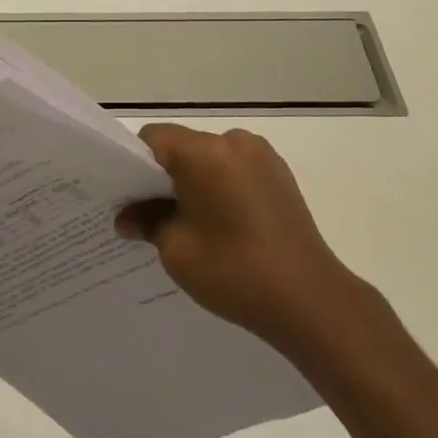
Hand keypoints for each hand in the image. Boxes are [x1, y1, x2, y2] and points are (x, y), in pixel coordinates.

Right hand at [116, 124, 360, 350]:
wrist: (310, 299)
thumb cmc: (234, 271)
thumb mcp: (177, 250)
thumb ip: (148, 222)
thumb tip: (127, 217)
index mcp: (204, 151)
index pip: (154, 138)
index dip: (136, 164)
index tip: (131, 198)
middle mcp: (233, 141)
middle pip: (184, 146)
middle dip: (166, 176)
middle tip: (155, 217)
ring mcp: (261, 155)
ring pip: (211, 158)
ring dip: (196, 182)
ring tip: (195, 226)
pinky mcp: (280, 173)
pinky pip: (236, 169)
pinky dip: (222, 186)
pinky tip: (226, 226)